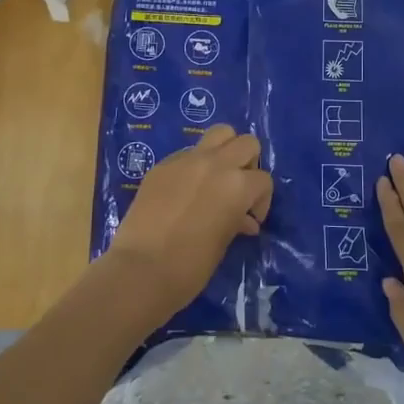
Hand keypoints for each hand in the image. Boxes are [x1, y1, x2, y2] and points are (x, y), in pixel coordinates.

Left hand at [107, 125, 272, 322]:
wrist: (140, 269)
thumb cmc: (190, 267)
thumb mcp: (223, 243)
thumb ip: (237, 221)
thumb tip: (245, 220)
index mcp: (237, 185)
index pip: (263, 180)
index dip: (261, 201)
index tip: (250, 219)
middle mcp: (216, 163)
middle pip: (246, 143)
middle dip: (248, 164)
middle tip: (238, 190)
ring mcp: (186, 160)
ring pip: (219, 133)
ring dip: (225, 151)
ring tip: (217, 177)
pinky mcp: (162, 165)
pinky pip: (188, 153)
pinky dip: (195, 165)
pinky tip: (185, 190)